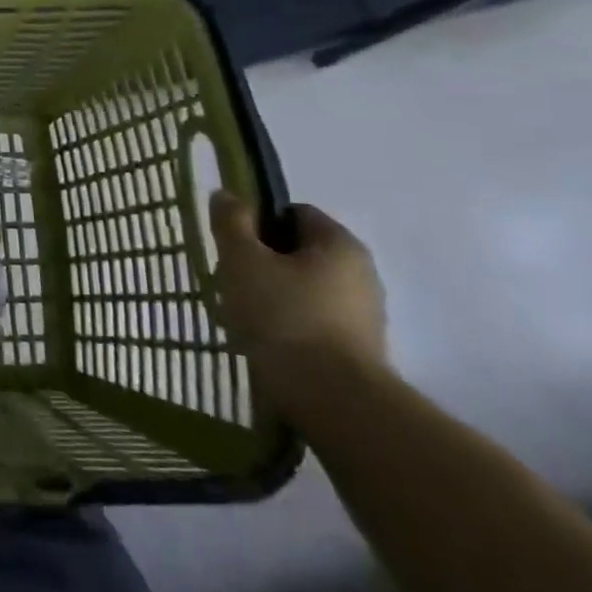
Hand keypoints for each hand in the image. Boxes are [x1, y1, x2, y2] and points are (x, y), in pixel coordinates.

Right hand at [208, 192, 388, 409]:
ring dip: (272, 295)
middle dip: (262, 262)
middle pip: (298, 252)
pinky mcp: (358, 348)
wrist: (332, 398)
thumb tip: (227, 194)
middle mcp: (361, 272)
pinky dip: (287, 324)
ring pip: (303, 288)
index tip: (232, 246)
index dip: (257, 222)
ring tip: (242, 316)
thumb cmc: (283, 316)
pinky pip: (312, 320)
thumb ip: (232, 223)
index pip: (294, 213)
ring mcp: (364, 313)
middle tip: (230, 281)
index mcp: (339, 243)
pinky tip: (264, 340)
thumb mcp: (242, 261)